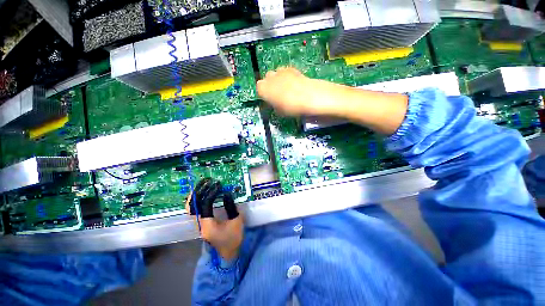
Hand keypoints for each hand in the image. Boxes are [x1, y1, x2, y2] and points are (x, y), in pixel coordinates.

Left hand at [188, 178, 242, 259]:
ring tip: (202, 184)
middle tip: (207, 181)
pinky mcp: (200, 223)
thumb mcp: (236, 221)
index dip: (211, 194)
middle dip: (199, 191)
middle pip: (193, 206)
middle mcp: (199, 225)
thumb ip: (231, 207)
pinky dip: (196, 200)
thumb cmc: (233, 238)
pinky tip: (201, 193)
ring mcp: (198, 225)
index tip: (218, 186)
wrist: (227, 252)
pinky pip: (194, 210)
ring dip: (195, 194)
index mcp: (208, 226)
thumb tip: (226, 194)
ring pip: (190, 207)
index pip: (205, 206)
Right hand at [257, 67, 408, 134]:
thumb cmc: (299, 109)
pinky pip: (286, 72)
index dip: (263, 95)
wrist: (321, 98)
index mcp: (267, 88)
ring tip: (286, 92)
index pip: (258, 88)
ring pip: (276, 74)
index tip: (269, 102)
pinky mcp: (296, 70)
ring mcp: (285, 71)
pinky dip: (286, 78)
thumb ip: (274, 106)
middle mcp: (274, 76)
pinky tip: (294, 86)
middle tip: (277, 97)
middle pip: (266, 78)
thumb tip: (273, 103)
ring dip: (278, 82)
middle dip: (269, 87)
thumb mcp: (283, 112)